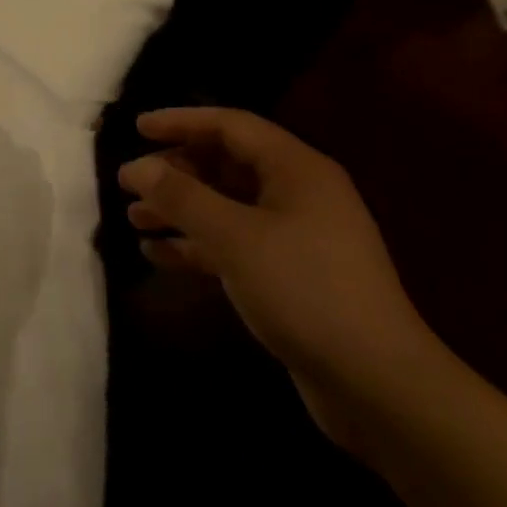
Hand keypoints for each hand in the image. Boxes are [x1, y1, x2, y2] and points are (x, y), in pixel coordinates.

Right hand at [119, 107, 437, 446]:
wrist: (377, 384)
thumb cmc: (304, 290)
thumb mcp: (234, 237)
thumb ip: (181, 196)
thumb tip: (136, 166)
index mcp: (296, 170)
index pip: (231, 125)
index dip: (181, 122)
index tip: (137, 128)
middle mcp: (297, 194)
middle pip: (225, 165)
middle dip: (175, 171)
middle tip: (130, 181)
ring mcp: (295, 237)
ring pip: (225, 207)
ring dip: (179, 210)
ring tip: (133, 218)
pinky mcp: (288, 275)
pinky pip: (232, 244)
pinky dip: (195, 245)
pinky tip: (157, 254)